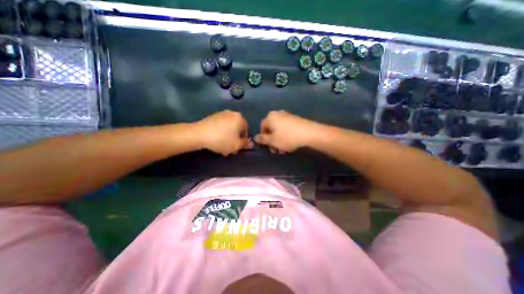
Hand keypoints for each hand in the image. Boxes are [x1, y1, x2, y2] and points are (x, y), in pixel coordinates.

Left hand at [196, 110, 252, 155]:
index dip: (244, 140)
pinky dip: (221, 132)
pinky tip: (216, 140)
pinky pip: (221, 126)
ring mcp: (222, 114)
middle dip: (235, 139)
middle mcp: (232, 113)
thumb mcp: (236, 145)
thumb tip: (250, 143)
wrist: (199, 134)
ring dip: (228, 137)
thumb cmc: (222, 139)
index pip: (246, 130)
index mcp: (240, 118)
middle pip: (237, 128)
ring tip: (223, 146)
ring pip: (229, 128)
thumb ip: (245, 144)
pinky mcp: (213, 116)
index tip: (239, 147)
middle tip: (231, 148)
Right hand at [254, 109, 314, 152]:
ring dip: (279, 140)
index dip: (263, 138)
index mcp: (270, 117)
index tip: (268, 146)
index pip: (262, 127)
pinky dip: (286, 136)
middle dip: (272, 141)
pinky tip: (290, 144)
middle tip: (276, 150)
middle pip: (271, 129)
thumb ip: (262, 139)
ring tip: (284, 149)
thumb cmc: (287, 137)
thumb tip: (255, 137)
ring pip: (279, 130)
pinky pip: (286, 128)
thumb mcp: (272, 141)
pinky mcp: (295, 119)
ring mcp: (287, 116)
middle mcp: (277, 114)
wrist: (309, 133)